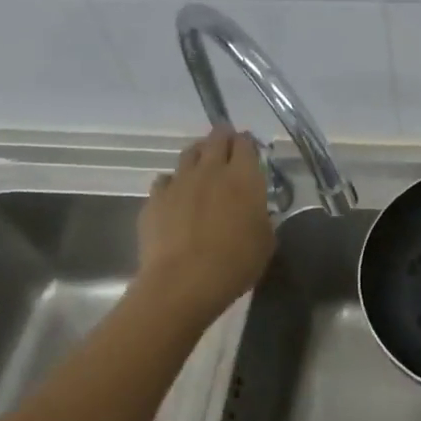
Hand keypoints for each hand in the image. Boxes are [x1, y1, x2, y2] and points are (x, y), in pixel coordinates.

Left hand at [136, 127, 274, 324]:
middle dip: (222, 139)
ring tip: (202, 168)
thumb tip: (255, 211)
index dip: (247, 143)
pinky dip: (173, 184)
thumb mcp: (265, 241)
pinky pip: (165, 180)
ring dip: (198, 156)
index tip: (249, 150)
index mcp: (244, 177)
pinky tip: (177, 198)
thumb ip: (262, 217)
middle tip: (227, 149)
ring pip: (188, 154)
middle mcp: (211, 170)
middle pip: (215, 139)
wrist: (183, 281)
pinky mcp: (155, 199)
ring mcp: (179, 182)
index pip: (245, 144)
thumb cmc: (235, 263)